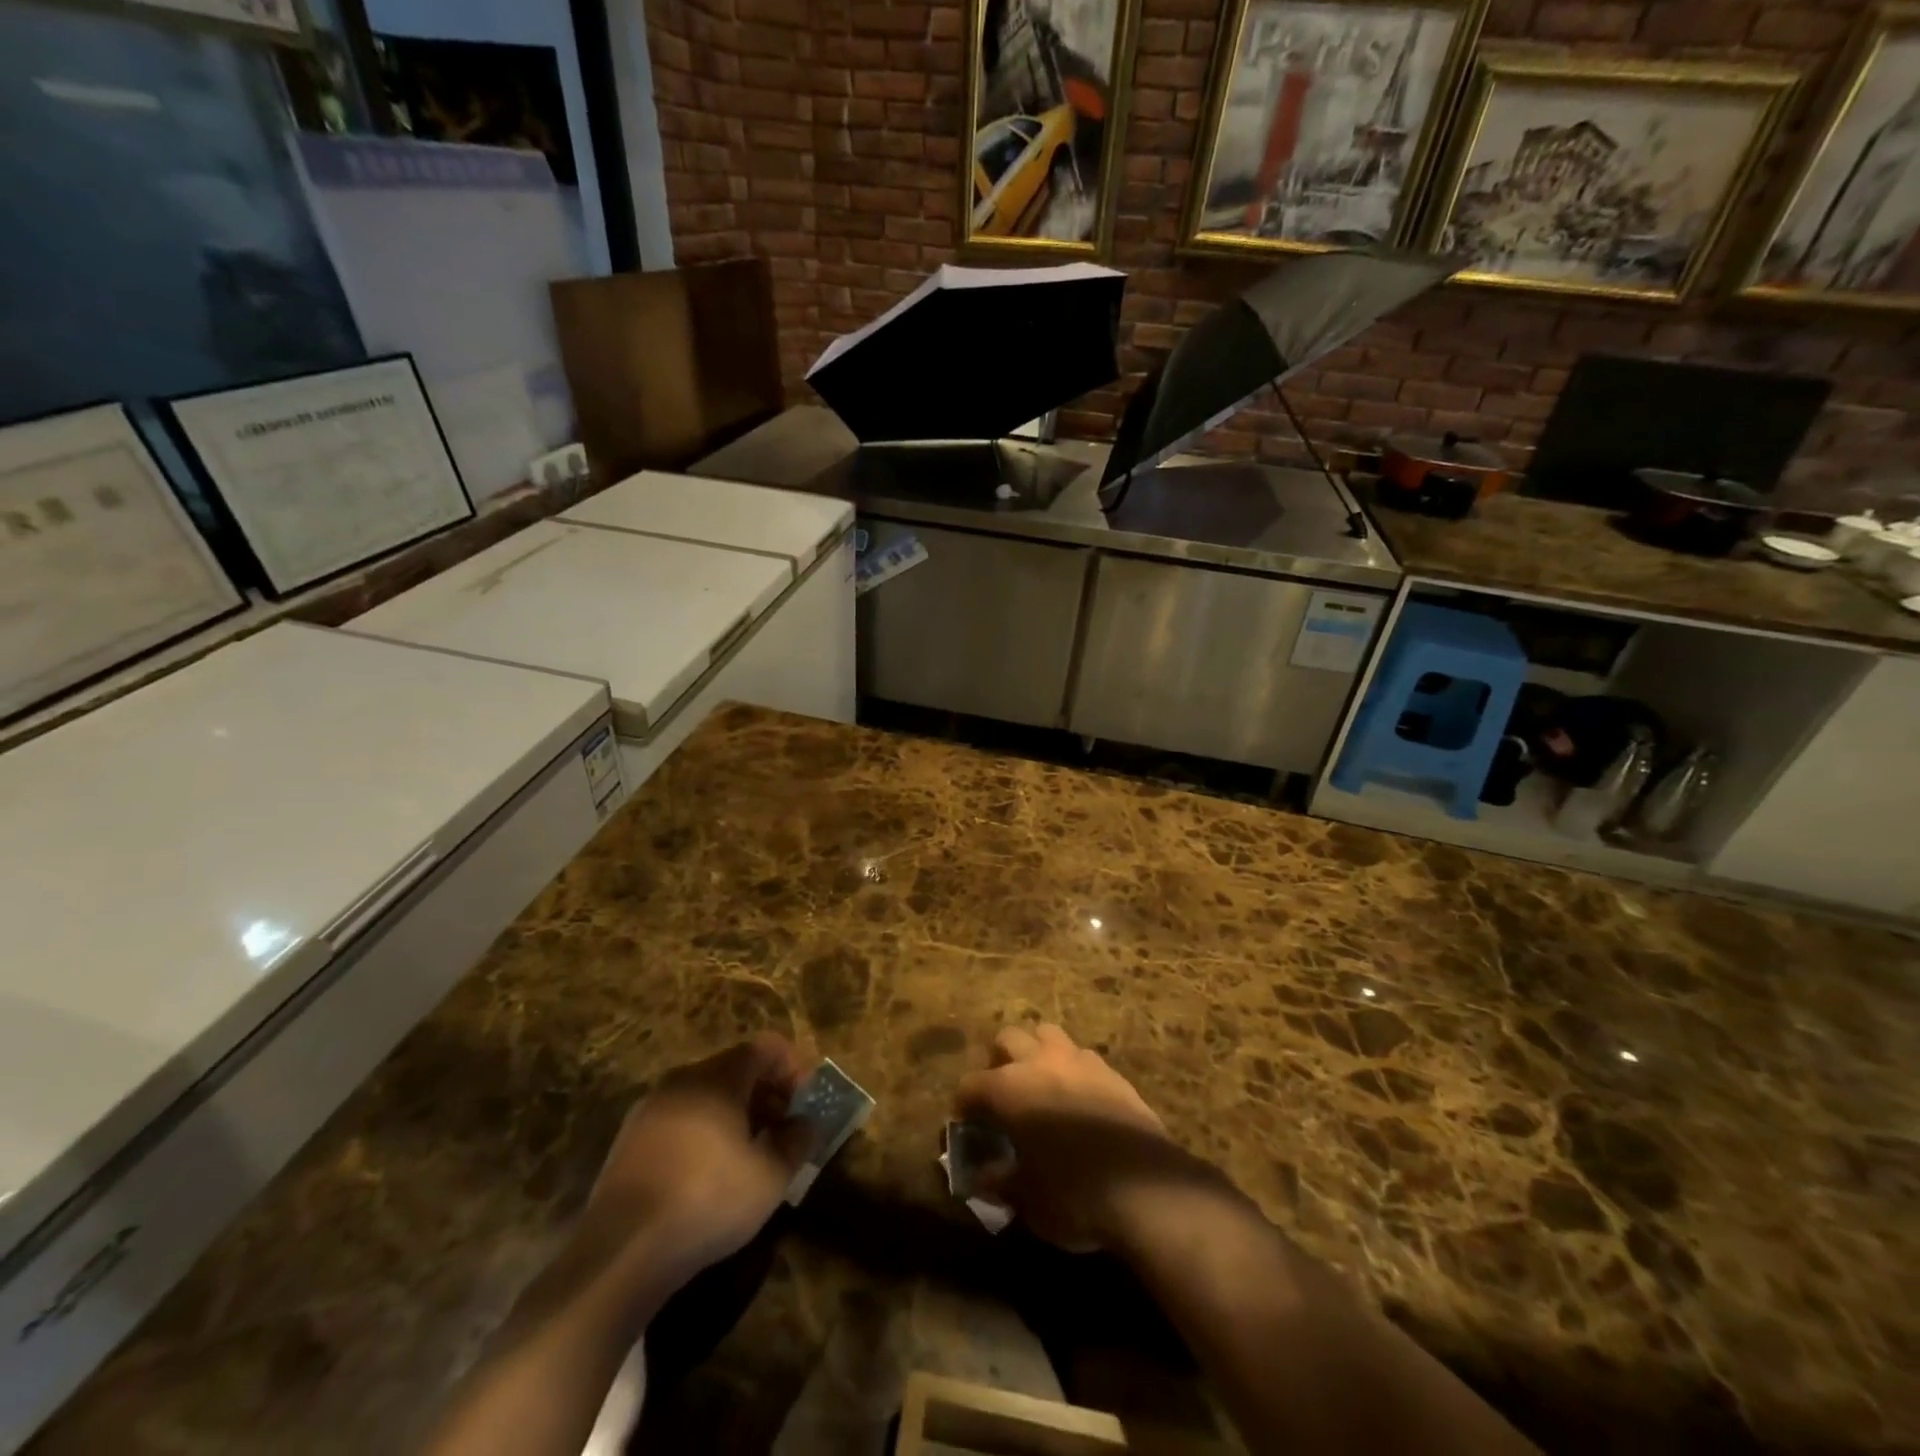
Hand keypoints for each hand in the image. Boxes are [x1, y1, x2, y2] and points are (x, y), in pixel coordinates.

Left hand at [584, 1034, 812, 1284]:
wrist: (620, 1254)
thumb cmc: (707, 1201)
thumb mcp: (770, 1177)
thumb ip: (797, 1142)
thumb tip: (807, 1124)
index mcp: (718, 1077)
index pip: (764, 1047)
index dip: (792, 1067)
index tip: (805, 1101)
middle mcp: (682, 1080)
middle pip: (734, 1068)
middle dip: (765, 1092)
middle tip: (782, 1129)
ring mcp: (649, 1109)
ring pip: (704, 1095)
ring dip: (734, 1113)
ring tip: (748, 1154)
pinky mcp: (628, 1141)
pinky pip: (678, 1119)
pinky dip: (702, 1131)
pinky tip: (708, 1173)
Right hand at [956, 1024, 1213, 1252]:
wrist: (1146, 1188)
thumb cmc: (1074, 1194)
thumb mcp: (1028, 1200)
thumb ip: (1001, 1182)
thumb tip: (983, 1178)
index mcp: (1010, 1088)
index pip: (972, 1084)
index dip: (964, 1103)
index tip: (965, 1123)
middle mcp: (1041, 1061)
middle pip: (1009, 1037)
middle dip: (999, 1060)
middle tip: (1002, 1093)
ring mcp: (1080, 1061)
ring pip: (1048, 1034)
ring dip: (1038, 1052)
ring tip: (1041, 1084)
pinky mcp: (1112, 1072)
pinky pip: (1083, 1057)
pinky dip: (1072, 1069)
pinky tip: (1078, 1098)